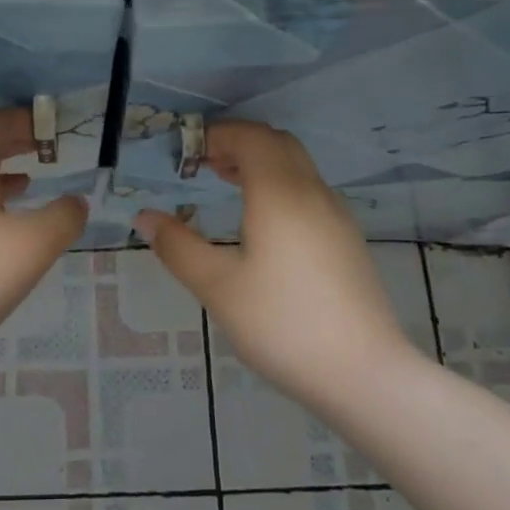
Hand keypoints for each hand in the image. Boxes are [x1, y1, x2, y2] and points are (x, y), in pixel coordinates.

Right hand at [135, 121, 420, 402]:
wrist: (365, 374)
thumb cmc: (283, 324)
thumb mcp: (218, 287)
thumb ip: (178, 246)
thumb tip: (144, 217)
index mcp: (280, 193)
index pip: (250, 137)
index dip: (215, 135)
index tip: (184, 153)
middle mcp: (313, 192)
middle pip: (276, 143)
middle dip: (237, 143)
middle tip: (201, 165)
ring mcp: (336, 215)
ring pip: (296, 166)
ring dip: (260, 163)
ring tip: (224, 184)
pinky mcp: (347, 239)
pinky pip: (309, 190)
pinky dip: (279, 185)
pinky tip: (261, 222)